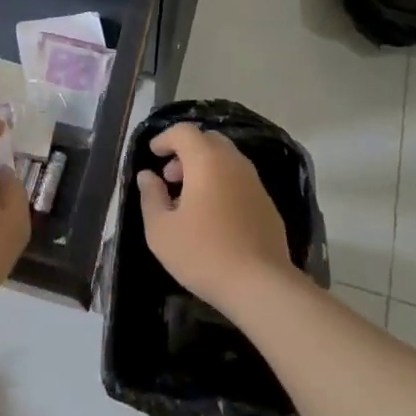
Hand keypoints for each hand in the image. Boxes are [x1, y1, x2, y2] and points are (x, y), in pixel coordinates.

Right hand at [137, 122, 294, 310]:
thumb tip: (147, 175)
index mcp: (206, 160)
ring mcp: (255, 182)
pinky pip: (240, 180)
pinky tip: (215, 216)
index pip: (184, 131)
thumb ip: (151, 196)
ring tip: (190, 200)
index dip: (165, 138)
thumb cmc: (203, 253)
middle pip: (208, 140)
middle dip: (186, 151)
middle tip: (171, 178)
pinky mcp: (268, 204)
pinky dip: (223, 184)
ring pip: (226, 160)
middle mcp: (233, 162)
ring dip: (205, 168)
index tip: (153, 153)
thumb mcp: (161, 229)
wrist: (260, 284)